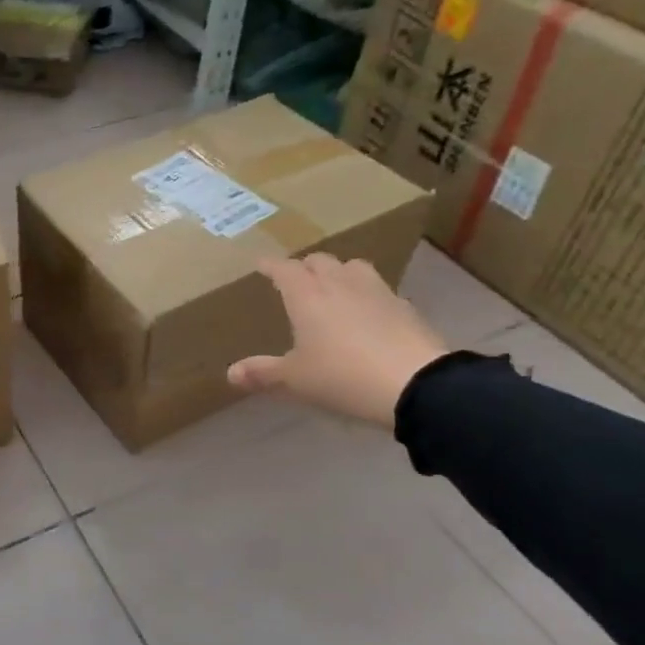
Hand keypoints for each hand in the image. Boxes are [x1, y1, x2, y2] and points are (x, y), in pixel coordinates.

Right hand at [228, 254, 449, 428]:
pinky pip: (378, 289)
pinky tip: (366, 311)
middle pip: (319, 261)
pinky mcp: (403, 306)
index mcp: (307, 296)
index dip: (271, 266)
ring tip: (333, 287)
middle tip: (296, 278)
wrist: (414, 383)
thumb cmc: (342, 376)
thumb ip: (263, 373)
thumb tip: (230, 373)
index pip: (284, 269)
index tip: (261, 264)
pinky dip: (365, 293)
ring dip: (338, 271)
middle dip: (304, 266)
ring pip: (352, 267)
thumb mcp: (295, 380)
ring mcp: (376, 291)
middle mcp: (340, 283)